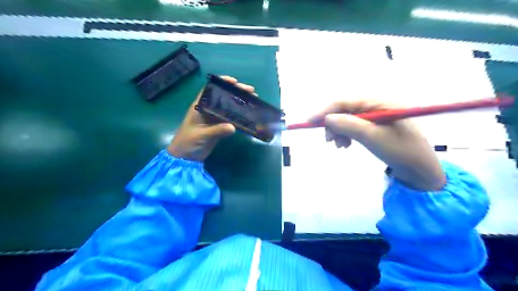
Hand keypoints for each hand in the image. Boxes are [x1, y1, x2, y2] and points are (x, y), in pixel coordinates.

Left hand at [167, 75, 254, 160]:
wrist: (186, 158)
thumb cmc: (188, 142)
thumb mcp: (201, 135)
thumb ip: (216, 130)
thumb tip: (233, 127)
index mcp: (200, 106)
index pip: (211, 90)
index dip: (222, 83)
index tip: (235, 82)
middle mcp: (208, 110)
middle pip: (223, 97)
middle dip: (236, 92)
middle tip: (251, 91)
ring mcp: (214, 119)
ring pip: (229, 107)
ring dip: (240, 103)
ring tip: (253, 101)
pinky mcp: (219, 127)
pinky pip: (231, 119)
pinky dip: (239, 116)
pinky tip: (248, 115)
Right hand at [309, 101, 447, 189]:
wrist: (419, 168)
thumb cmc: (400, 151)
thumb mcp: (373, 138)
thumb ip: (350, 126)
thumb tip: (327, 118)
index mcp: (379, 102)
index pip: (346, 101)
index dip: (326, 110)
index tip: (310, 122)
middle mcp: (376, 104)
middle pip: (344, 109)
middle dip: (332, 123)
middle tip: (328, 140)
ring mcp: (374, 114)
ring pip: (346, 118)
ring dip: (338, 130)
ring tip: (339, 145)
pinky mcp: (373, 124)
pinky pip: (353, 126)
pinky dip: (345, 134)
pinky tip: (345, 144)